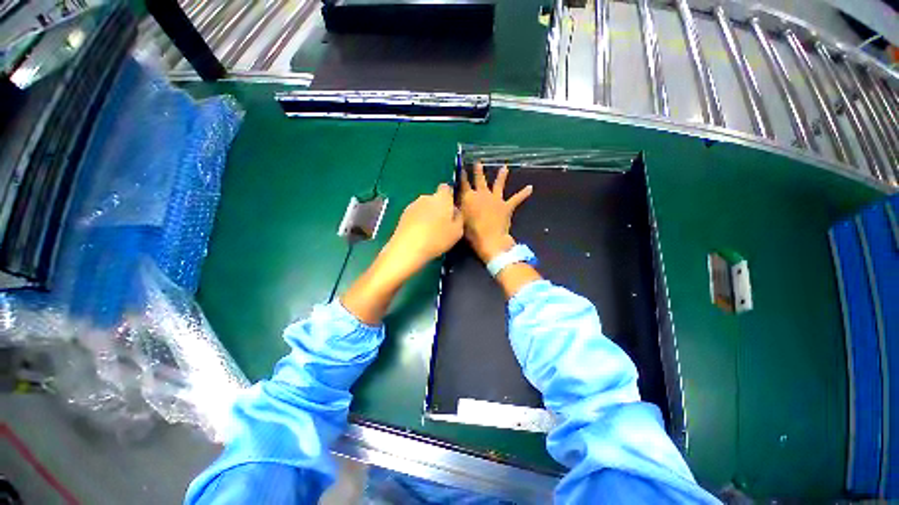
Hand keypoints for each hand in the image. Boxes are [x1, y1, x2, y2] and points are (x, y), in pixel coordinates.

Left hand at [379, 183, 463, 277]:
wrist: (407, 248)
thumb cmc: (437, 239)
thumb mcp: (457, 231)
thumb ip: (459, 217)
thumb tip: (455, 211)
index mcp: (442, 198)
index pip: (446, 188)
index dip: (450, 197)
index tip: (452, 210)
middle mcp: (426, 197)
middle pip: (435, 199)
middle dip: (439, 208)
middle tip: (443, 225)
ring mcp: (413, 205)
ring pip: (425, 207)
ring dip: (428, 215)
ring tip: (430, 233)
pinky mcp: (403, 214)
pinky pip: (415, 215)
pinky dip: (418, 221)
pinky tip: (420, 235)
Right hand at [459, 162, 532, 262]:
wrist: (490, 239)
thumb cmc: (471, 232)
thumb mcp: (460, 220)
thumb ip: (459, 209)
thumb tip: (457, 203)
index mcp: (469, 197)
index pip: (464, 184)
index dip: (462, 176)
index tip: (461, 168)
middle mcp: (482, 194)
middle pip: (480, 180)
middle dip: (478, 171)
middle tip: (478, 162)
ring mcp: (496, 199)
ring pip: (498, 185)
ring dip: (501, 176)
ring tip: (505, 168)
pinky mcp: (507, 206)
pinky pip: (517, 199)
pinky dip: (523, 193)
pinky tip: (530, 188)